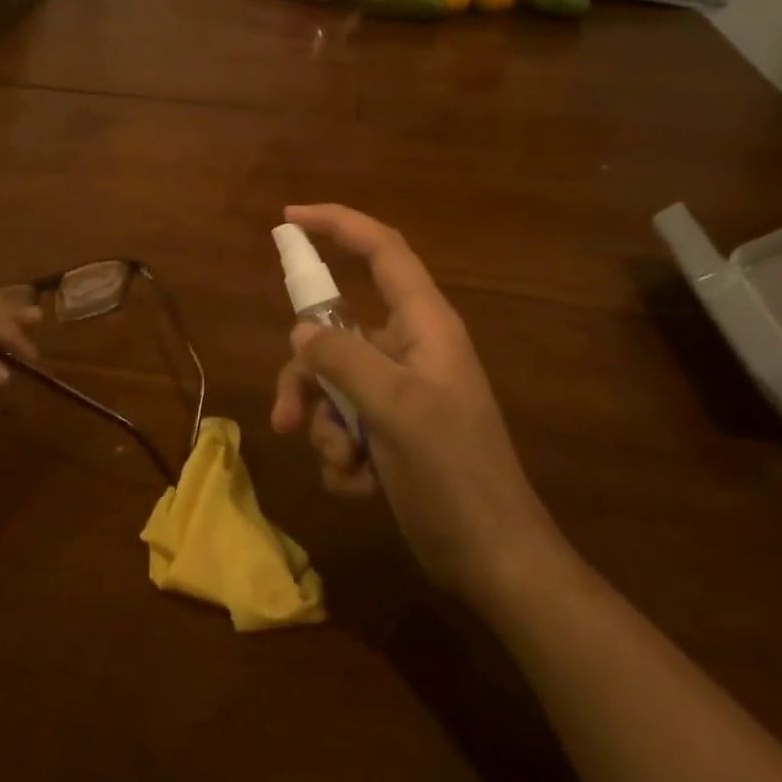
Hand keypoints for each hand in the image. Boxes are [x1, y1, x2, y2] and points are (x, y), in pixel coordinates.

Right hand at [270, 204, 559, 599]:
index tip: (288, 220)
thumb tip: (301, 334)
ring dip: (324, 426)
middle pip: (335, 332)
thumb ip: (343, 360)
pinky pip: (343, 422)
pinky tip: (360, 485)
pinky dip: (341, 453)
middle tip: (288, 418)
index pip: (381, 250)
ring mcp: (399, 391)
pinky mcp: (391, 429)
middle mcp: (408, 349)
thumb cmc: (454, 473)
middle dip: (306, 377)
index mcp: (424, 325)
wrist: (494, 560)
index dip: (337, 224)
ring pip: (332, 383)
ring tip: (343, 466)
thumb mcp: (396, 409)